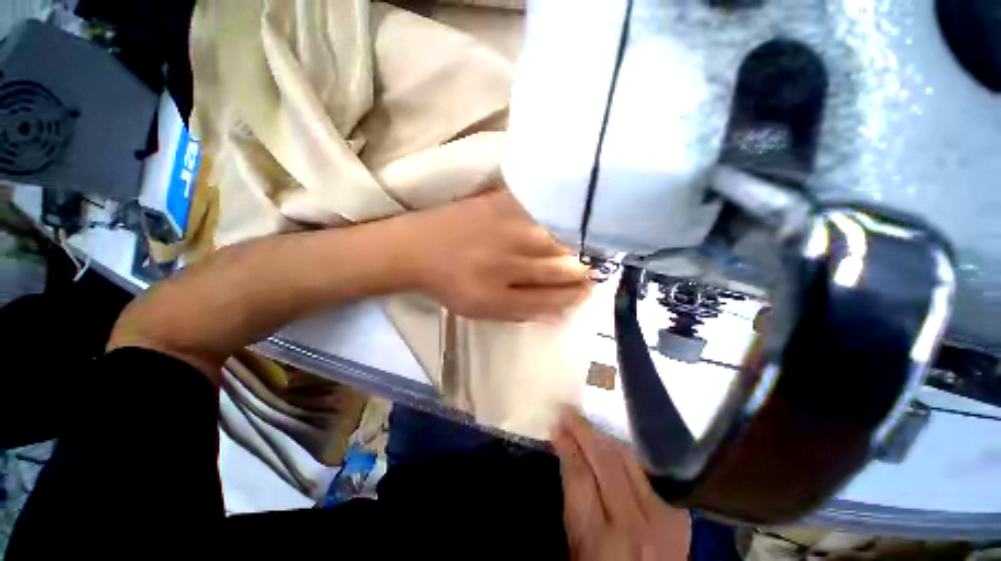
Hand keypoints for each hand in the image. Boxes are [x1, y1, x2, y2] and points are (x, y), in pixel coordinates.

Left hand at [396, 189, 591, 321]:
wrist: (418, 248)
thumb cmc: (451, 284)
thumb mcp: (482, 310)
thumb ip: (521, 311)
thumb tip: (560, 310)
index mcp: (497, 296)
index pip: (551, 298)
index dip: (575, 295)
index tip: (588, 290)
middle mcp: (504, 264)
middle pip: (559, 268)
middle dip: (582, 271)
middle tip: (592, 269)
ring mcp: (503, 230)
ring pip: (557, 239)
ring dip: (575, 246)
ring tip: (584, 248)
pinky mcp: (498, 204)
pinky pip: (539, 209)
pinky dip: (556, 216)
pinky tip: (564, 221)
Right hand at [552, 409, 690, 560]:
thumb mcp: (577, 555)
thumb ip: (573, 511)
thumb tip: (567, 463)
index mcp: (600, 541)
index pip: (579, 477)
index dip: (566, 447)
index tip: (556, 427)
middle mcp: (633, 525)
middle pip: (604, 461)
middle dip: (583, 431)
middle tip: (568, 412)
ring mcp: (661, 519)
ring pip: (628, 461)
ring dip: (603, 437)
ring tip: (586, 424)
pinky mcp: (677, 518)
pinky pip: (646, 475)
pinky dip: (625, 457)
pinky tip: (612, 447)